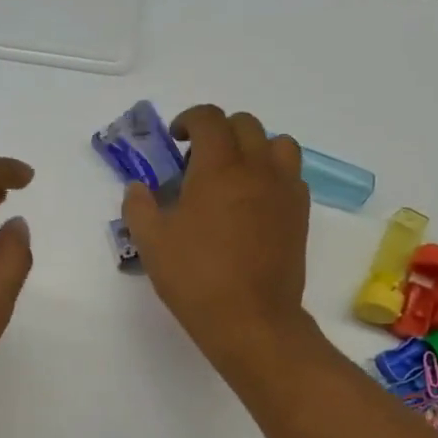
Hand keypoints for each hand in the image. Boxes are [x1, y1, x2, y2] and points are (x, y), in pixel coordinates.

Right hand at [123, 105, 312, 379]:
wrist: (251, 319)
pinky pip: (291, 174)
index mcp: (218, 168)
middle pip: (245, 125)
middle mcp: (256, 168)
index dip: (189, 120)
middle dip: (219, 132)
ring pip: (277, 144)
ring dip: (253, 147)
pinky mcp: (300, 213)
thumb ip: (139, 207)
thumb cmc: (196, 278)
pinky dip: (272, 174)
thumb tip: (137, 188)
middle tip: (198, 161)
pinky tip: (253, 202)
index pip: (209, 119)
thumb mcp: (152, 243)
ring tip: (234, 175)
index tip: (176, 139)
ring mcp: (284, 189)